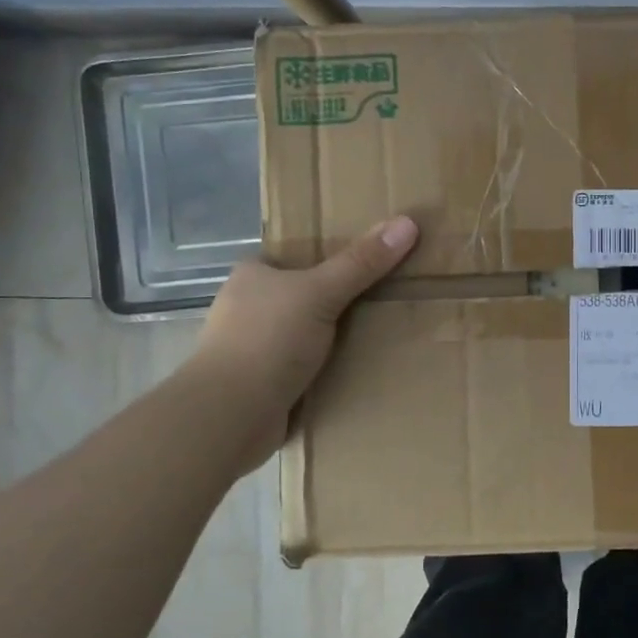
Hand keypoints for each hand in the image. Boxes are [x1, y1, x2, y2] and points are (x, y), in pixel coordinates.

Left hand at [188, 215, 417, 463]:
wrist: (230, 415)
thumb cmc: (267, 340)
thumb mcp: (319, 292)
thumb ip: (361, 262)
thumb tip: (407, 222)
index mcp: (253, 275)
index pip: (297, 255)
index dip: (332, 254)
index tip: (373, 258)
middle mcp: (249, 307)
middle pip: (306, 294)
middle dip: (341, 298)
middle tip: (390, 294)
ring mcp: (255, 348)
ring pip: (309, 333)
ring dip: (338, 337)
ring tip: (386, 331)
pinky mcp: (265, 384)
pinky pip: (308, 367)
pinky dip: (331, 368)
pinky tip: (363, 368)